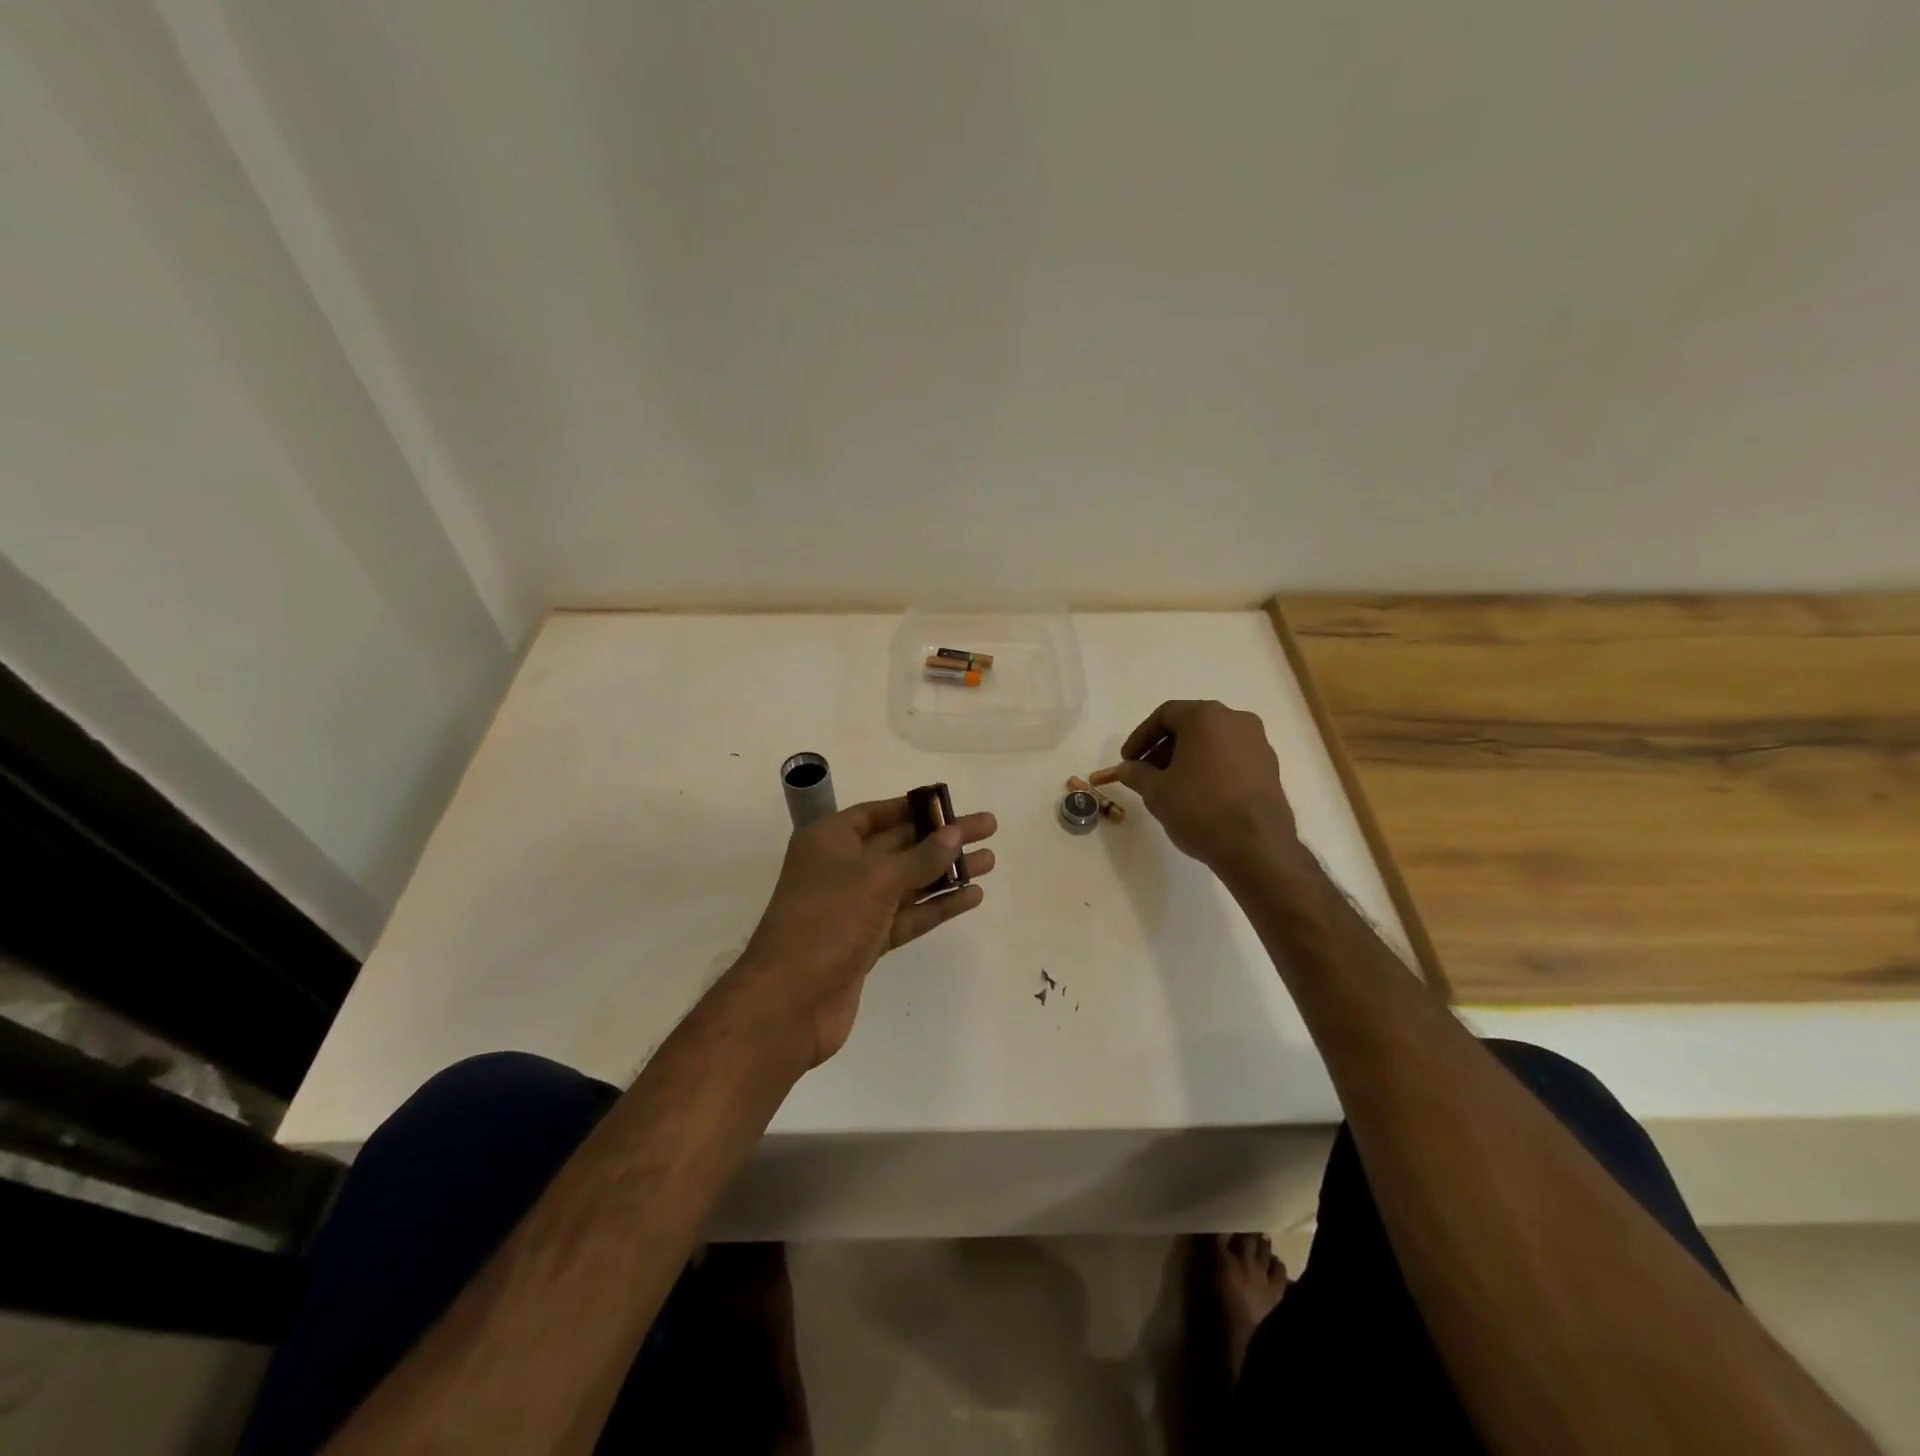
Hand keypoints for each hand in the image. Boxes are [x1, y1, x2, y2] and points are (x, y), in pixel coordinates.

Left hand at [729, 797, 996, 1068]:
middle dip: (942, 838)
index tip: (951, 803)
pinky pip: (908, 915)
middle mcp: (841, 868)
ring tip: (989, 861)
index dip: (915, 807)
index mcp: (830, 841)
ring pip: (908, 882)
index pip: (878, 813)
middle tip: (988, 828)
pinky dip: (937, 906)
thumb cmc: (825, 923)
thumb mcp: (874, 881)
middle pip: (899, 845)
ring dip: (946, 872)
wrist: (788, 1003)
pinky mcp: (866, 942)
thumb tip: (954, 834)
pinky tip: (970, 896)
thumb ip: (919, 857)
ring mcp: (854, 907)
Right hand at [1098, 700, 1296, 874]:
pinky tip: (1199, 795)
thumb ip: (1136, 773)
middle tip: (1146, 773)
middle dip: (1163, 748)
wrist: (1256, 846)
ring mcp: (1258, 743)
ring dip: (1187, 758)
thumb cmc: (1200, 808)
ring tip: (1171, 787)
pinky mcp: (1270, 767)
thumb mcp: (1156, 791)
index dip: (1140, 737)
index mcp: (1206, 717)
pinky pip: (1231, 758)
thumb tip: (1127, 768)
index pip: (1165, 715)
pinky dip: (1210, 768)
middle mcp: (1236, 720)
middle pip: (1190, 725)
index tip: (1128, 760)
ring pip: (1212, 742)